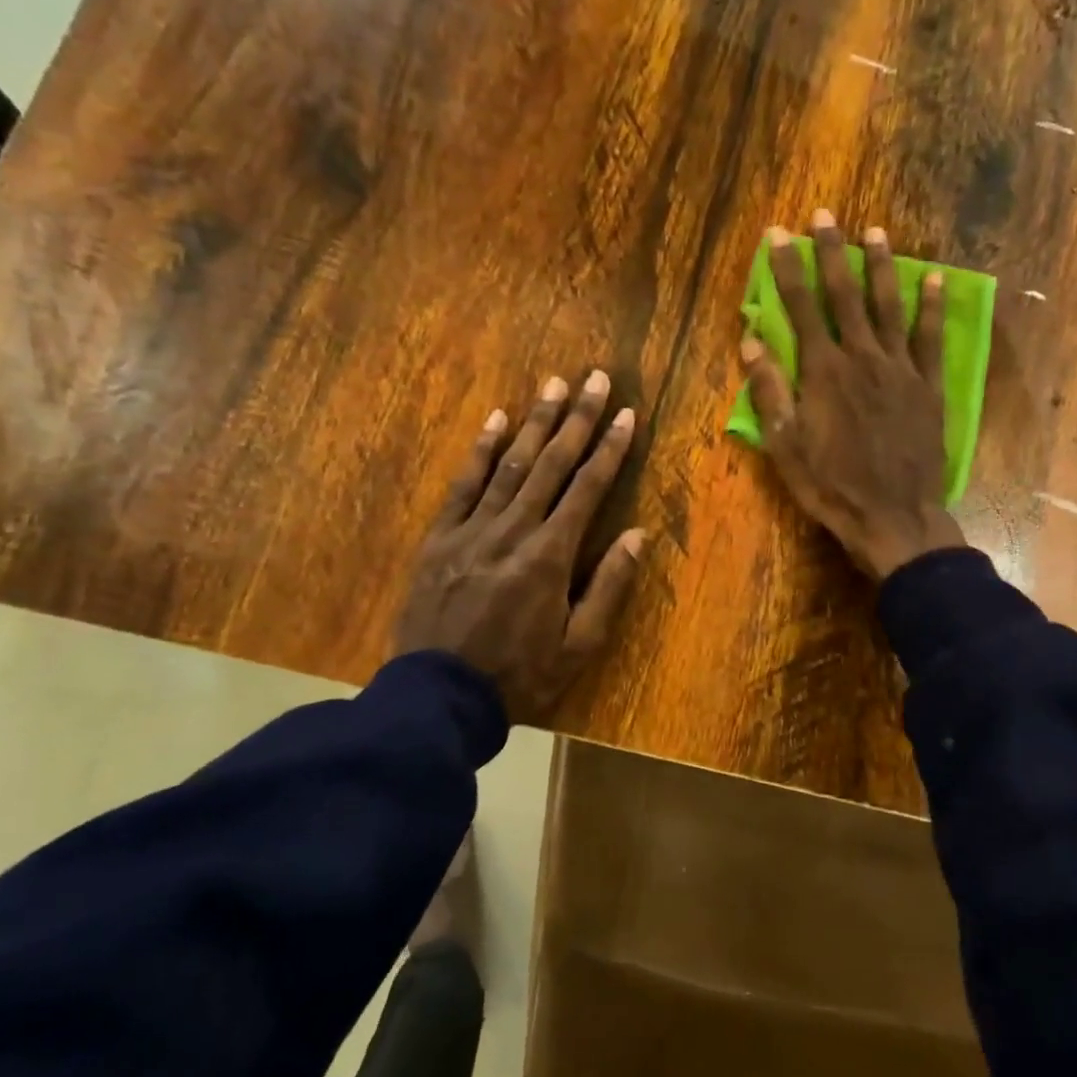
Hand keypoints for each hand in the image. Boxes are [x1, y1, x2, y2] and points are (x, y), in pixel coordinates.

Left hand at [393, 371, 645, 723]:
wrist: (438, 698)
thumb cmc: (519, 677)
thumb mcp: (578, 646)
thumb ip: (608, 587)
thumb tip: (638, 536)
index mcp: (550, 556)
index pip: (588, 489)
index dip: (610, 449)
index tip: (627, 415)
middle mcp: (513, 530)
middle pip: (551, 464)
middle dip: (577, 418)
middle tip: (596, 378)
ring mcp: (472, 530)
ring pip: (510, 464)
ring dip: (534, 421)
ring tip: (553, 383)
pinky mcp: (439, 539)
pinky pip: (462, 485)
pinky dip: (481, 451)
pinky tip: (495, 420)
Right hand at [740, 210, 964, 580]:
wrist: (893, 517)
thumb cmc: (831, 486)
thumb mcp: (785, 446)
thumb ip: (770, 391)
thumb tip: (751, 341)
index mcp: (823, 372)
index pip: (800, 308)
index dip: (787, 268)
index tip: (778, 234)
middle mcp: (862, 358)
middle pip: (845, 295)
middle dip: (832, 253)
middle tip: (825, 216)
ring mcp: (900, 369)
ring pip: (889, 306)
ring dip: (881, 267)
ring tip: (875, 231)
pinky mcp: (928, 387)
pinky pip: (931, 339)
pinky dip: (933, 307)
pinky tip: (934, 279)